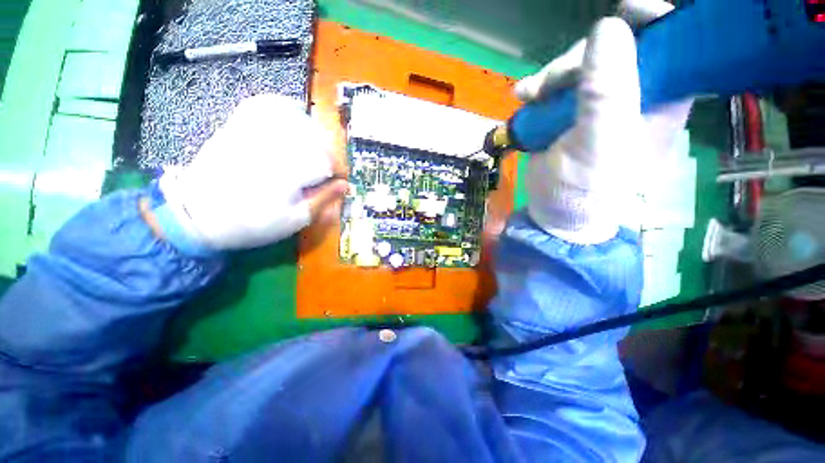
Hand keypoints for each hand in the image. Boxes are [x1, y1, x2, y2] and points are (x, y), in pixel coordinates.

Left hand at [159, 94, 347, 249]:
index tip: (339, 182)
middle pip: (317, 139)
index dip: (339, 171)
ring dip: (314, 133)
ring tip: (317, 148)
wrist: (198, 213)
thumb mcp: (294, 219)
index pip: (329, 161)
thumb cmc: (252, 222)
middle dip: (329, 155)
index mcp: (291, 169)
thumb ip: (322, 200)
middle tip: (328, 170)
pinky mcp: (240, 125)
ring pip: (297, 119)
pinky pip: (267, 105)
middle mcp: (276, 144)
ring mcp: (256, 131)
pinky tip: (295, 113)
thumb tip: (345, 185)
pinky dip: (286, 106)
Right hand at [518, 0, 691, 244]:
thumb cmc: (585, 188)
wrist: (553, 210)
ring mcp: (596, 101)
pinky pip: (555, 84)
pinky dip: (537, 87)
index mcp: (661, 98)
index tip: (626, 9)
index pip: (669, 44)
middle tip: (553, 81)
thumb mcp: (599, 144)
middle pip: (614, 48)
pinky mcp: (567, 111)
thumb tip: (608, 26)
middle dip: (580, 57)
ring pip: (579, 64)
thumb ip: (607, 92)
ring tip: (530, 95)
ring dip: (551, 74)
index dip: (651, 20)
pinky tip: (523, 97)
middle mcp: (633, 93)